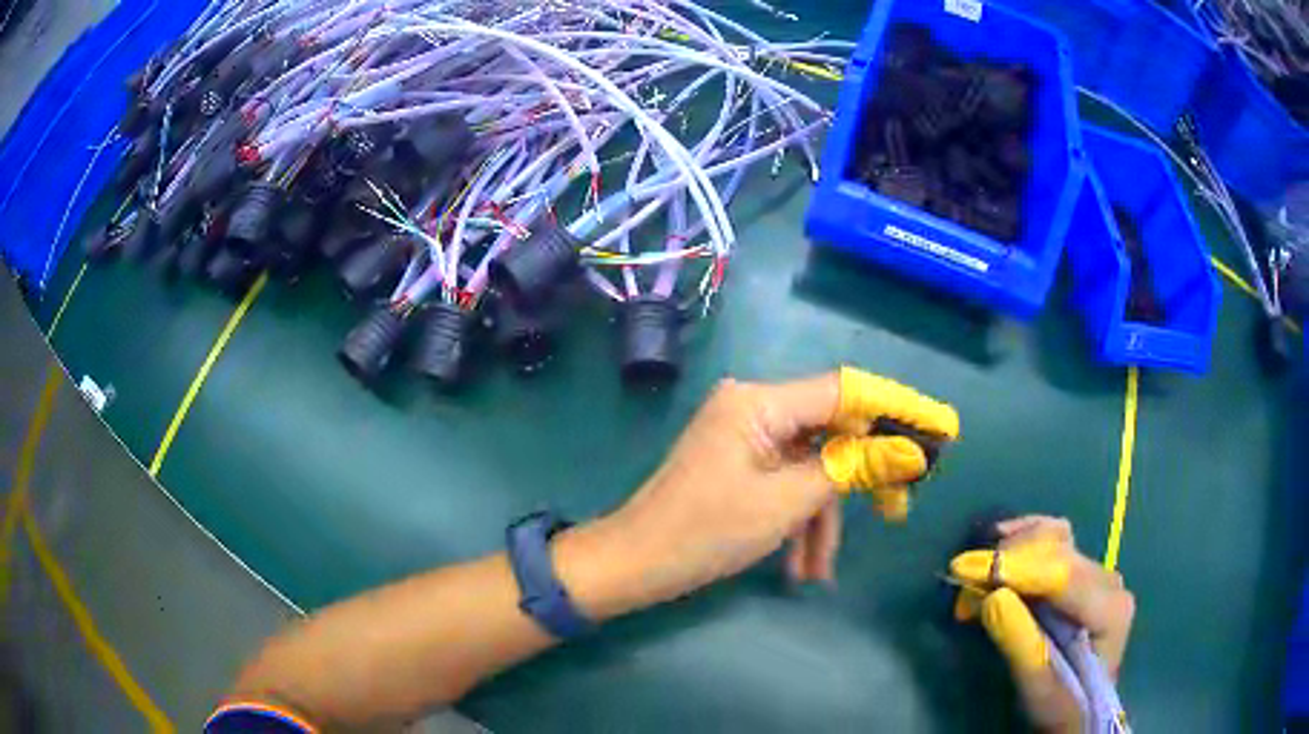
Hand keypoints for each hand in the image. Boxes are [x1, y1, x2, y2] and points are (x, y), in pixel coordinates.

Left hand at [559, 369, 958, 620]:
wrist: (635, 564)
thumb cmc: (705, 532)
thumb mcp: (785, 504)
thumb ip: (849, 469)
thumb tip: (908, 450)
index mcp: (760, 402)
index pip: (846, 391)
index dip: (897, 408)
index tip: (940, 428)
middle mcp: (754, 406)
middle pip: (830, 432)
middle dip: (858, 479)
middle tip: (896, 513)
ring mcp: (745, 435)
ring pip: (809, 468)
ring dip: (820, 518)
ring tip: (817, 570)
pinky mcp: (739, 461)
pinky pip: (785, 482)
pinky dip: (797, 520)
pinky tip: (799, 566)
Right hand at [950, 516, 1135, 731]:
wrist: (1078, 711)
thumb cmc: (1059, 706)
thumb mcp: (1038, 687)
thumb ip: (1021, 644)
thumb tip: (992, 597)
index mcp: (1109, 609)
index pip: (1062, 575)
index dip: (1015, 567)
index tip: (965, 568)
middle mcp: (1107, 580)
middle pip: (1057, 551)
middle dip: (1007, 561)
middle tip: (962, 585)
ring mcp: (1096, 572)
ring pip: (1053, 538)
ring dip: (1011, 550)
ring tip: (976, 575)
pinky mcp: (1081, 572)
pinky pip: (1052, 541)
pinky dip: (1022, 540)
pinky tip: (998, 544)